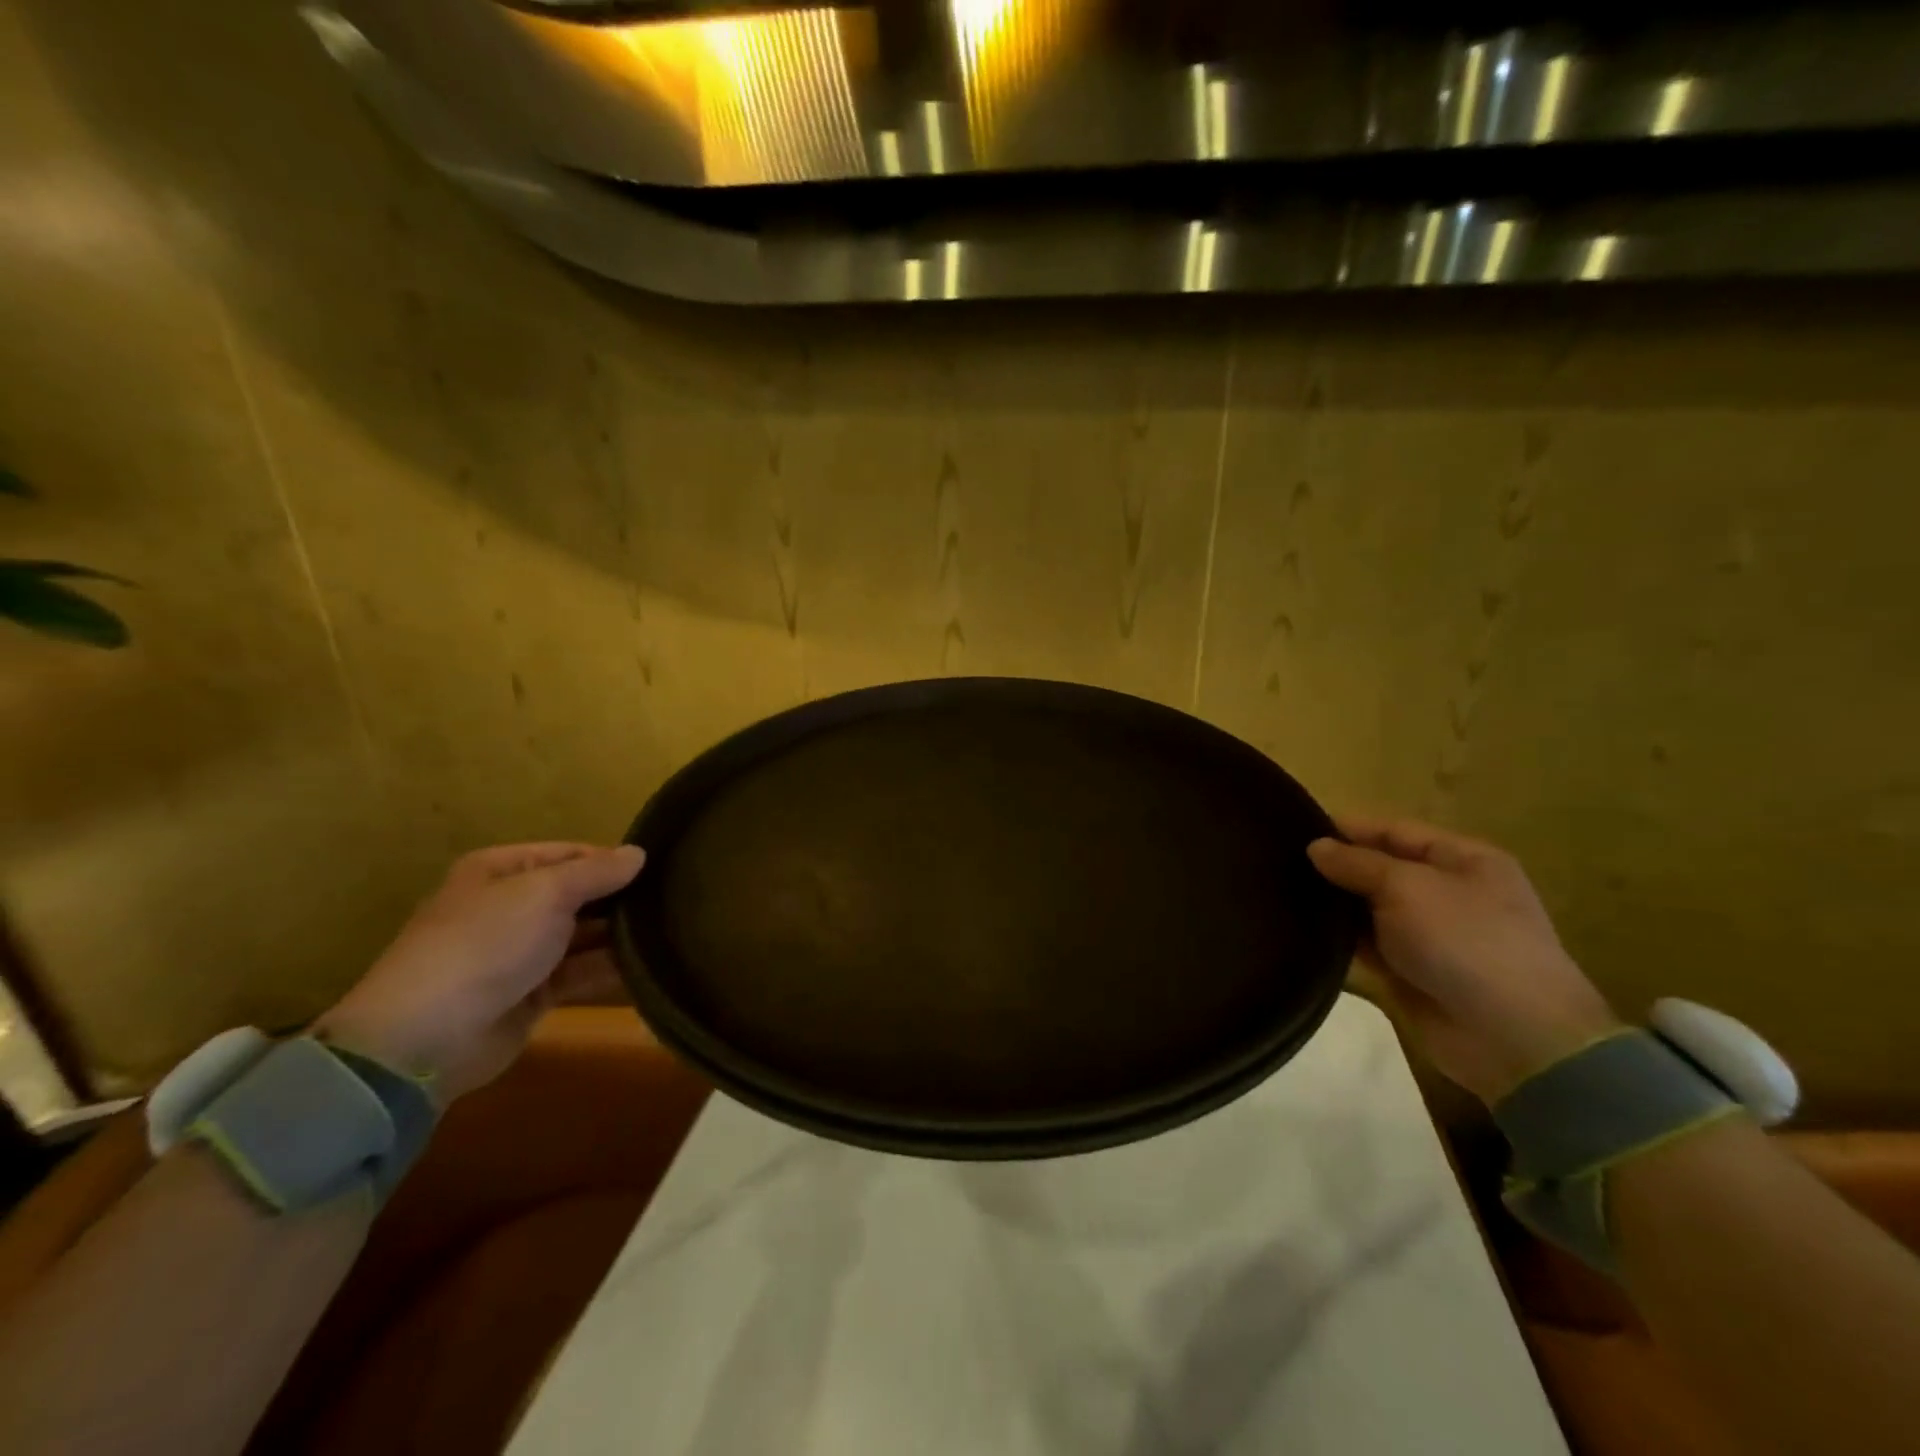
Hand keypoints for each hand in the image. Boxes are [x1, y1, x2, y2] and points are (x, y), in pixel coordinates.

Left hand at [313, 842, 644, 1100]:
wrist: (427, 1037)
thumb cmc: (486, 944)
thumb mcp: (547, 893)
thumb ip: (597, 872)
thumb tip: (639, 853)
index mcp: (500, 871)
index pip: (569, 854)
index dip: (610, 860)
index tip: (657, 869)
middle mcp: (510, 906)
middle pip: (576, 894)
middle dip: (618, 898)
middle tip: (673, 900)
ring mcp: (519, 952)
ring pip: (580, 934)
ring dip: (617, 934)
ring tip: (670, 930)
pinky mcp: (531, 993)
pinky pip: (578, 972)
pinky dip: (608, 968)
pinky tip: (647, 964)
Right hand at [1307, 817, 1618, 1103]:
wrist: (1513, 1038)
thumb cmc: (1465, 941)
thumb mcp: (1406, 887)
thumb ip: (1357, 863)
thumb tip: (1315, 846)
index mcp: (1463, 860)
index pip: (1394, 831)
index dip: (1347, 828)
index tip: (1294, 828)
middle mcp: (1447, 892)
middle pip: (1381, 869)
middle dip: (1336, 867)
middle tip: (1279, 863)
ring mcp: (1431, 934)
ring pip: (1370, 909)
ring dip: (1335, 905)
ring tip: (1280, 894)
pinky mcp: (1412, 971)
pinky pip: (1369, 946)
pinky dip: (1341, 940)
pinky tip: (1302, 932)